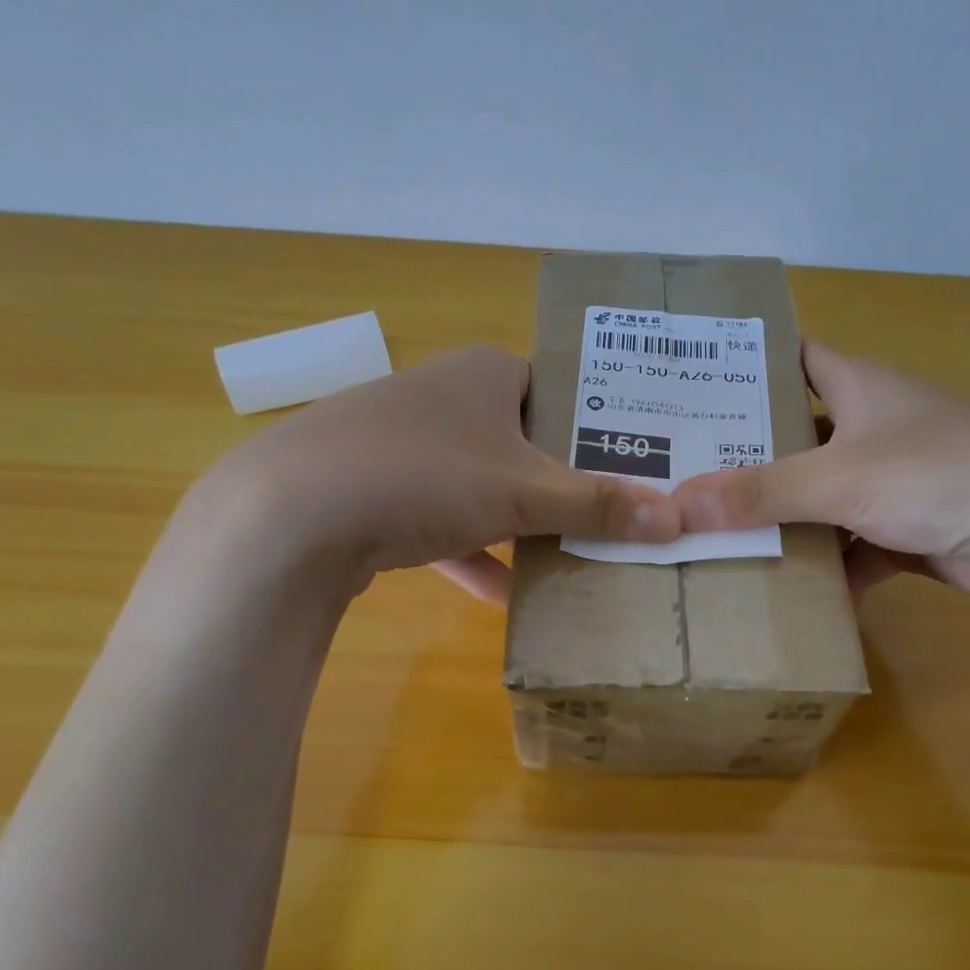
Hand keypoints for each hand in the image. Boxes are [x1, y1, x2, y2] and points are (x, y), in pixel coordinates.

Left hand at [192, 345, 680, 594]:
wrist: (292, 514)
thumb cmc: (426, 474)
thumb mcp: (524, 491)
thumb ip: (598, 505)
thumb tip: (677, 519)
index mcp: (487, 373)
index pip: (563, 389)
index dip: (602, 428)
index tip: (639, 468)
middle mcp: (446, 397)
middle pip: (526, 441)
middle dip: (566, 485)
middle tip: (616, 518)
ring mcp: (407, 443)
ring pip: (484, 484)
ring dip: (522, 524)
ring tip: (575, 556)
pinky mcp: (379, 491)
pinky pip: (444, 522)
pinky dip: (475, 554)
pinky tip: (507, 596)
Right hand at [672, 342, 969, 606]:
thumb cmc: (939, 473)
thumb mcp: (839, 478)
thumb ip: (760, 493)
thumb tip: (678, 506)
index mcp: (860, 387)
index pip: (794, 359)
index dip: (749, 369)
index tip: (696, 392)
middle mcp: (875, 426)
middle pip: (800, 435)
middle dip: (750, 458)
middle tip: (688, 478)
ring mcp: (895, 480)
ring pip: (823, 496)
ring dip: (785, 519)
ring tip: (721, 538)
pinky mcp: (911, 529)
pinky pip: (853, 545)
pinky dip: (828, 566)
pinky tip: (788, 591)